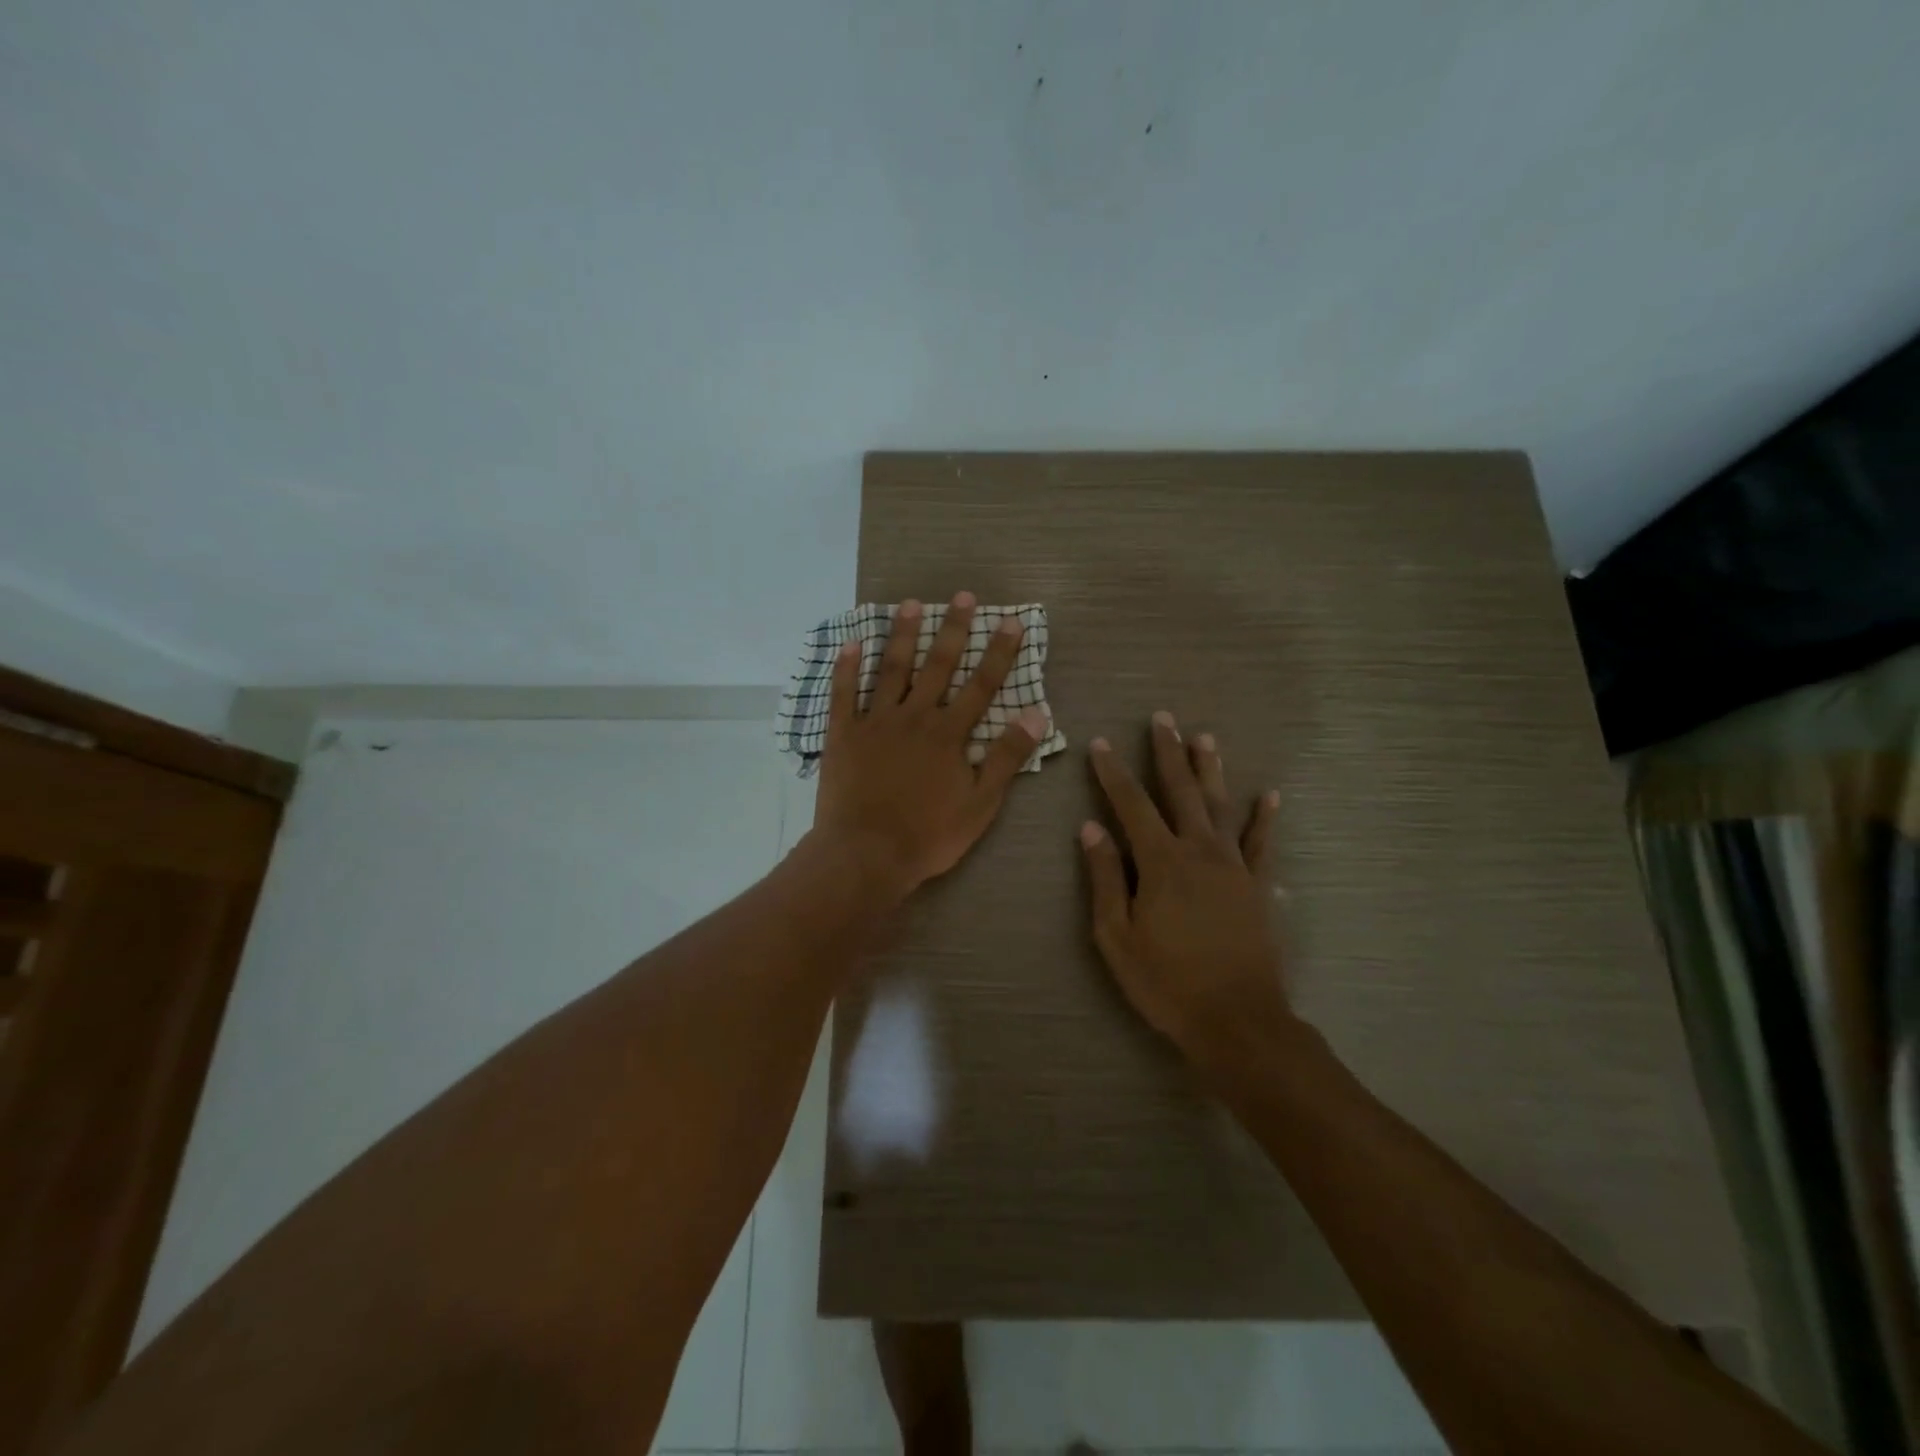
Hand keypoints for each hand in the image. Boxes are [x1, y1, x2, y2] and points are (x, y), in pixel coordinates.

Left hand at [812, 592, 1047, 901]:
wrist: (866, 854)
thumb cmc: (928, 835)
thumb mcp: (981, 804)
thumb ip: (1007, 757)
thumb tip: (1037, 714)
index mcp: (948, 734)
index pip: (981, 685)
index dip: (999, 653)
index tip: (1011, 621)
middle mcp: (914, 717)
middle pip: (937, 666)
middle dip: (953, 630)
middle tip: (962, 595)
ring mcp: (875, 722)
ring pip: (891, 669)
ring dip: (903, 635)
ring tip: (911, 604)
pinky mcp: (843, 734)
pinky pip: (843, 694)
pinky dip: (847, 668)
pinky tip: (852, 643)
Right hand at [1081, 713, 1292, 1070]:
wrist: (1237, 1020)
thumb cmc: (1166, 981)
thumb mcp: (1117, 936)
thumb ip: (1106, 878)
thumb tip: (1090, 829)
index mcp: (1160, 862)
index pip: (1131, 805)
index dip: (1113, 773)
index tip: (1101, 744)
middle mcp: (1199, 851)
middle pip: (1181, 791)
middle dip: (1168, 753)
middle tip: (1163, 718)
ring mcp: (1233, 866)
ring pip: (1221, 806)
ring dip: (1211, 770)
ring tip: (1205, 737)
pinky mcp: (1257, 886)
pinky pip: (1262, 844)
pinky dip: (1264, 818)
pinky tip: (1269, 794)